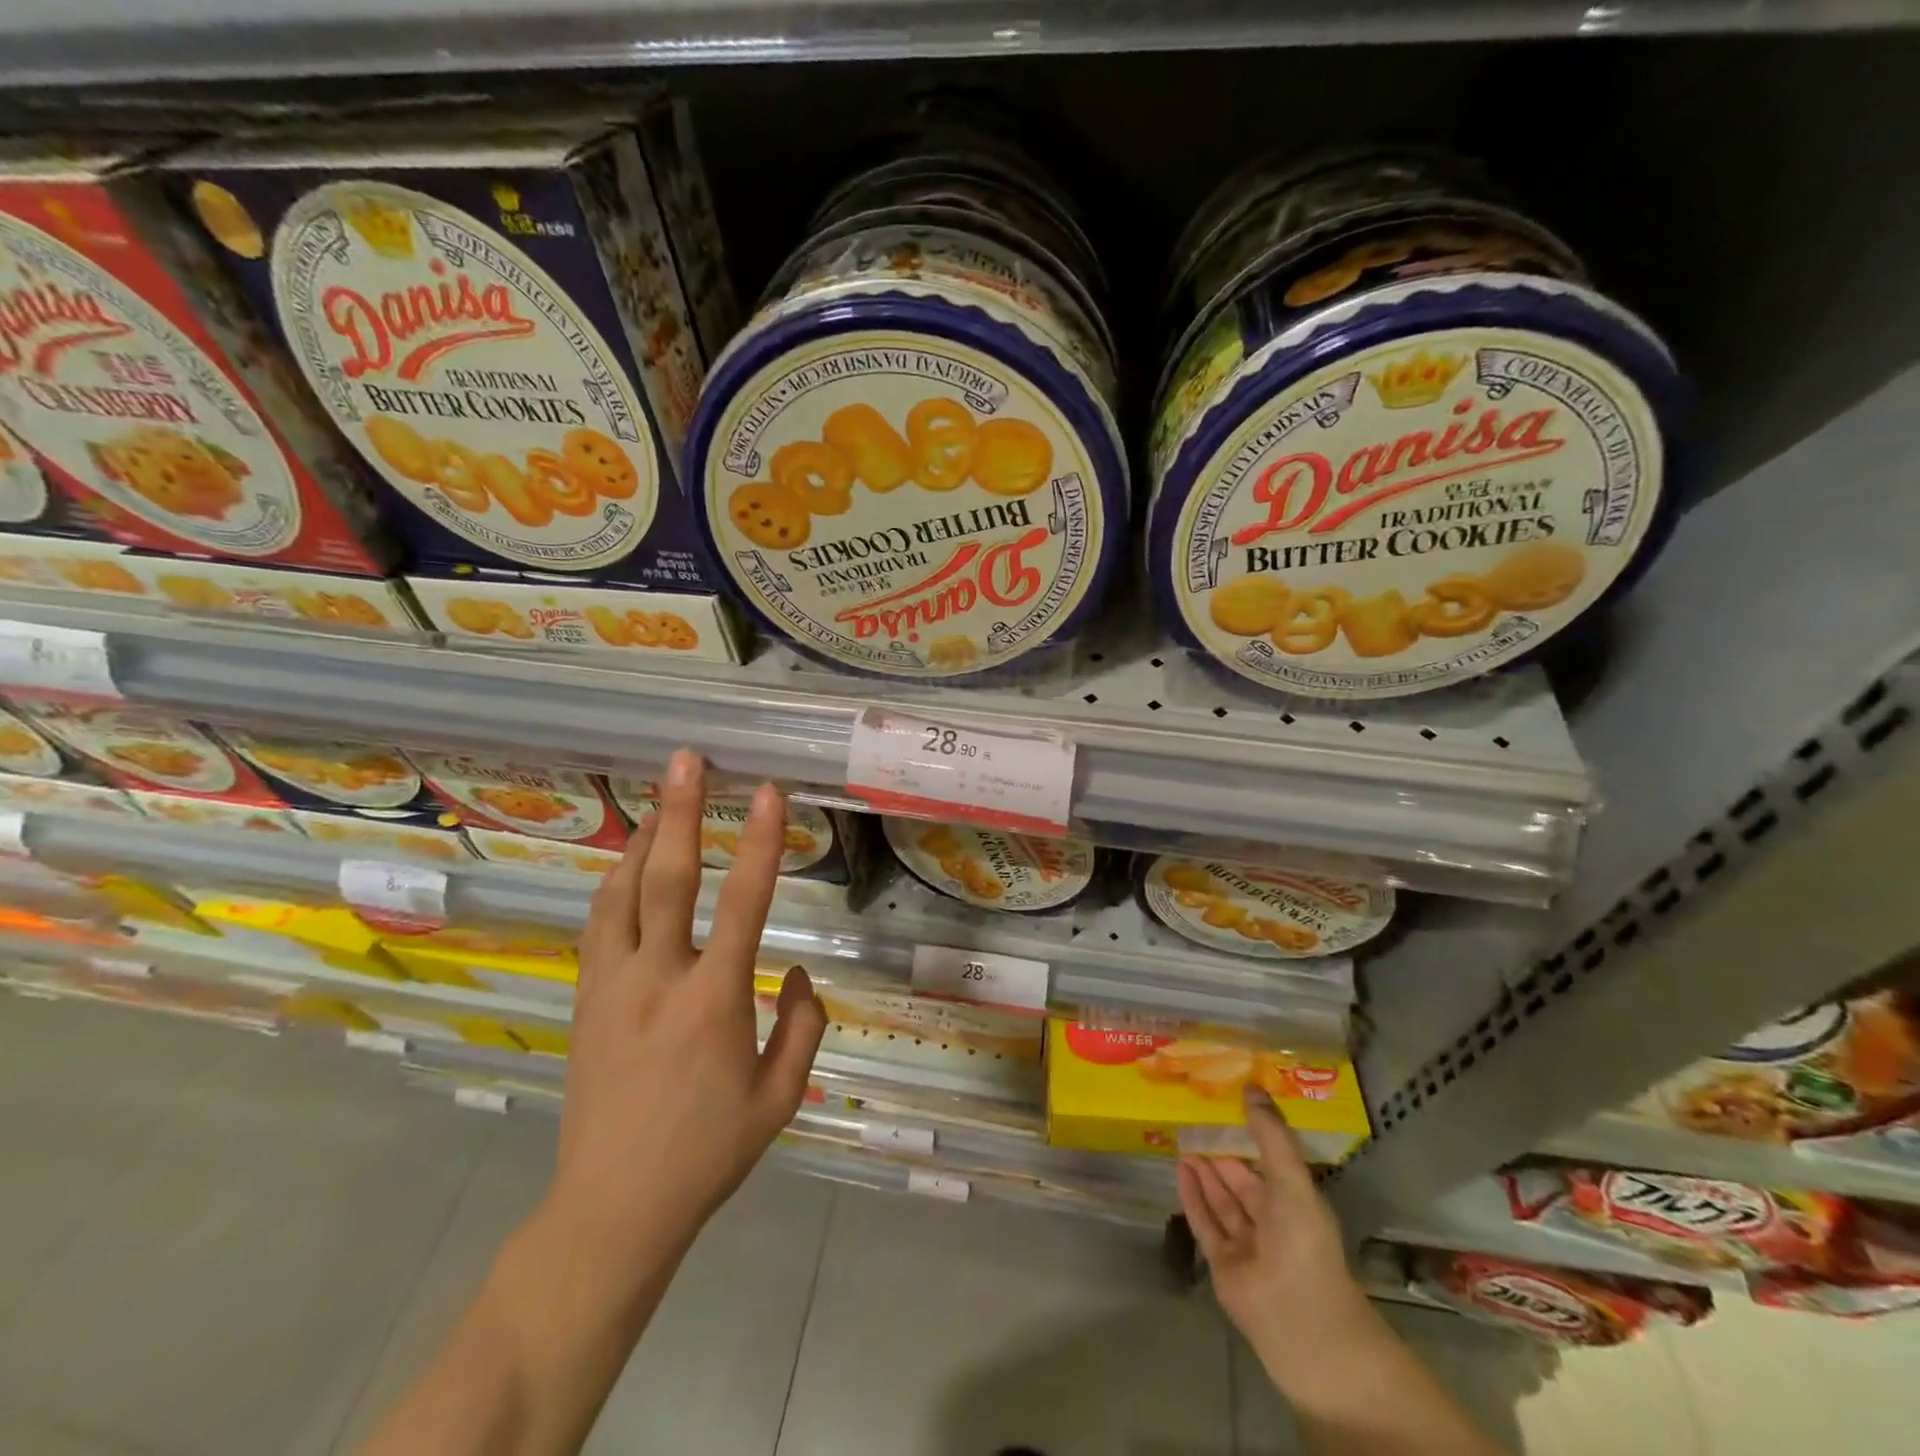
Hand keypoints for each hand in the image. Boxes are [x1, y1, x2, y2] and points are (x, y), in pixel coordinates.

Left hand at [546, 749, 826, 1273]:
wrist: (612, 1209)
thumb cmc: (708, 1154)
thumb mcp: (780, 1099)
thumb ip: (802, 1026)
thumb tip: (796, 971)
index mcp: (714, 1003)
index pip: (745, 905)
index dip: (762, 845)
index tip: (771, 794)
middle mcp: (658, 980)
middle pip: (668, 879)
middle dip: (681, 812)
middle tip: (688, 760)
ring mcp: (612, 986)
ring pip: (621, 893)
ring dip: (644, 839)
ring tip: (662, 800)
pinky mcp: (586, 999)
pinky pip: (600, 923)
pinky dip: (616, 883)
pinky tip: (629, 866)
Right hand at [1177, 1088, 1368, 1358]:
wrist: (1301, 1322)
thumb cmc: (1304, 1243)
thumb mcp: (1292, 1179)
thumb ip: (1270, 1134)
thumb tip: (1250, 1087)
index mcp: (1296, 1203)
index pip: (1269, 1163)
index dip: (1250, 1137)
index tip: (1227, 1108)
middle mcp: (1271, 1222)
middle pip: (1241, 1182)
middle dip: (1221, 1155)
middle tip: (1195, 1122)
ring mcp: (1246, 1245)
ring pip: (1221, 1201)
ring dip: (1204, 1172)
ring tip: (1182, 1141)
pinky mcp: (1222, 1264)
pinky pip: (1205, 1222)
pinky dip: (1192, 1197)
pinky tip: (1179, 1169)